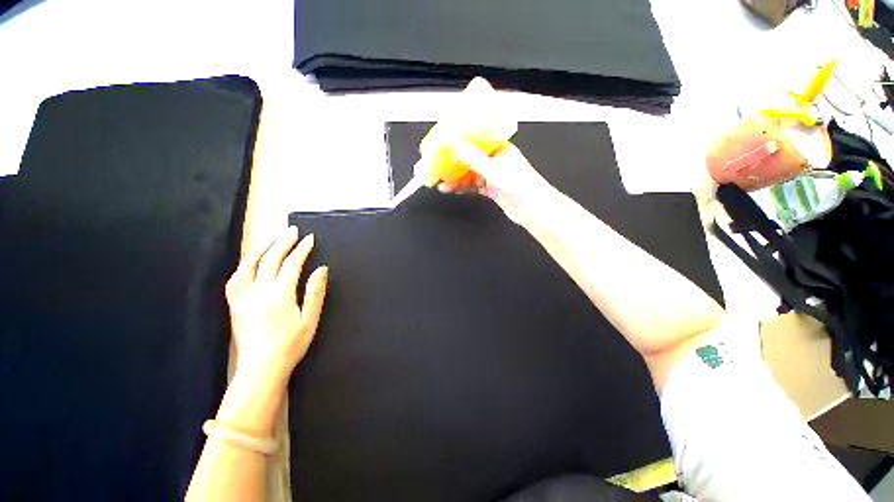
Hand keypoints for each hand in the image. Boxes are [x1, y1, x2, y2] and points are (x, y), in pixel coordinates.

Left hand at [225, 227, 328, 388]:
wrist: (261, 369)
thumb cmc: (291, 345)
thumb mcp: (310, 319)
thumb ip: (315, 292)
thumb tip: (322, 269)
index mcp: (279, 294)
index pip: (292, 264)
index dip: (302, 249)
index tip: (310, 238)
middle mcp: (258, 291)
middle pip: (270, 260)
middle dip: (282, 242)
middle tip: (292, 231)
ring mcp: (243, 298)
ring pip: (248, 266)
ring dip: (260, 249)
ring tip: (270, 240)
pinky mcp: (235, 306)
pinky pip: (234, 281)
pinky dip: (242, 268)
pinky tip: (248, 264)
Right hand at [437, 139, 557, 225]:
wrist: (532, 209)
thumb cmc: (521, 186)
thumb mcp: (493, 170)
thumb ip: (473, 159)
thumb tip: (455, 144)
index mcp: (500, 149)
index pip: (477, 140)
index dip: (462, 140)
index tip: (447, 142)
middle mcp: (496, 160)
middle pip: (471, 158)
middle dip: (455, 162)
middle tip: (440, 165)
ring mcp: (493, 175)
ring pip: (470, 173)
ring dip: (456, 178)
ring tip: (442, 182)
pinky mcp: (491, 188)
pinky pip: (473, 186)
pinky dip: (462, 187)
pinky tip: (452, 189)